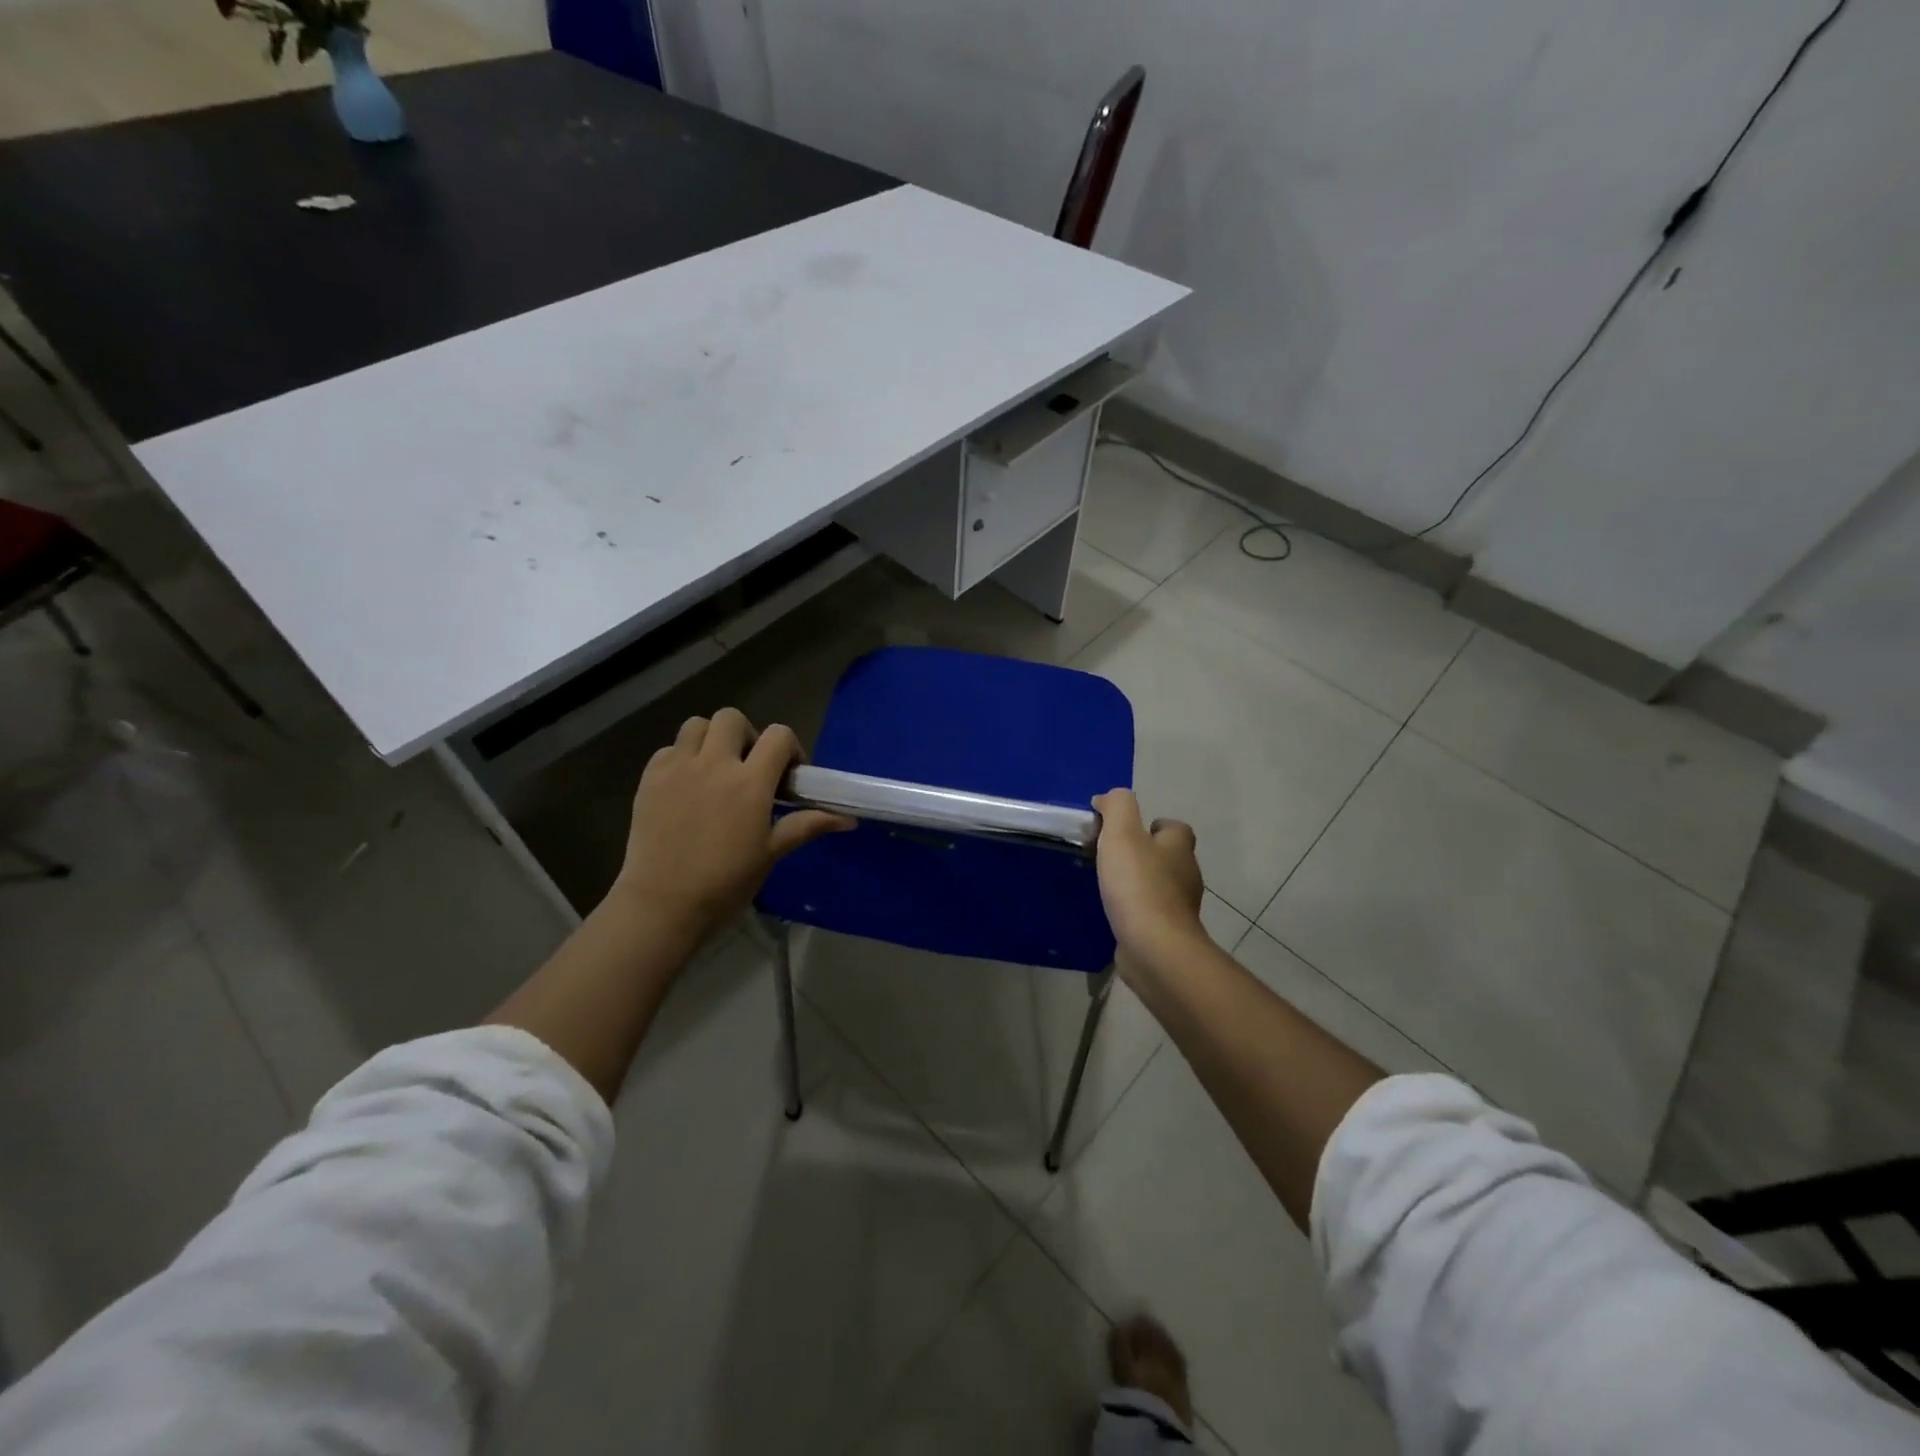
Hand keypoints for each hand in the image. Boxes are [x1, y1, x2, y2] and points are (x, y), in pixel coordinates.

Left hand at [614, 708, 851, 943]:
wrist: (662, 904)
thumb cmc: (725, 882)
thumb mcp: (771, 853)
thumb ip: (807, 825)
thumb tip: (848, 820)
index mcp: (750, 782)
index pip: (779, 735)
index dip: (789, 748)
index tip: (787, 775)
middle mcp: (714, 764)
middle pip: (733, 718)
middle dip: (747, 736)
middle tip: (748, 767)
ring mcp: (678, 768)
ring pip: (697, 725)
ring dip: (711, 739)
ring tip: (715, 769)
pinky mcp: (650, 778)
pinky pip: (669, 749)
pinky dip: (681, 758)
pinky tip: (686, 787)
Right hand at [1092, 789, 1206, 977]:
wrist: (1154, 948)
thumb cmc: (1138, 885)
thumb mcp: (1122, 833)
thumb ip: (1117, 806)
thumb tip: (1109, 797)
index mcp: (1178, 848)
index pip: (1174, 828)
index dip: (1151, 825)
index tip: (1123, 831)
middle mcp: (1185, 875)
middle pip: (1167, 856)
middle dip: (1142, 854)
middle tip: (1109, 857)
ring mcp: (1179, 908)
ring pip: (1159, 886)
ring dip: (1137, 884)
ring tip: (1106, 885)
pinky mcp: (1167, 933)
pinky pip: (1150, 914)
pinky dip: (1135, 911)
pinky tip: (1113, 913)